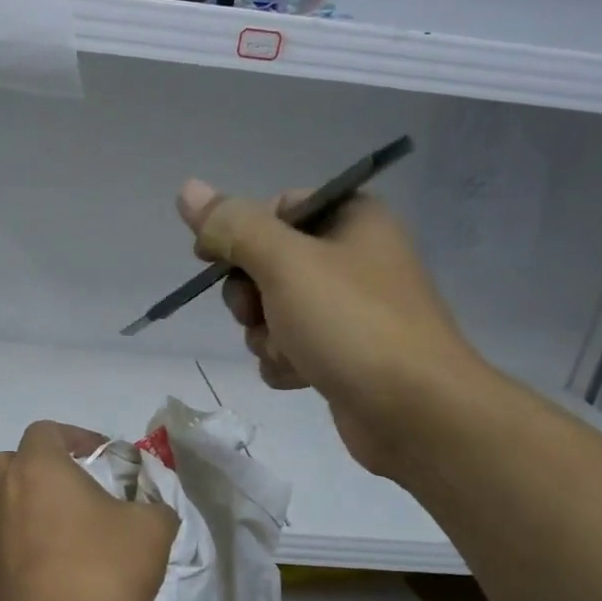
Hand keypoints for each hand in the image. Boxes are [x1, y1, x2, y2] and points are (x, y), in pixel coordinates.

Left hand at [0, 421, 176, 600]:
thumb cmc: (101, 571)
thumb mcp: (151, 531)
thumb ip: (155, 506)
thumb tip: (152, 508)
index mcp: (37, 469)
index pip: (46, 431)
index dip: (77, 437)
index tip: (105, 458)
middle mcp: (3, 494)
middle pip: (14, 462)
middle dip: (44, 468)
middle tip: (80, 488)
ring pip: (6, 503)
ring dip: (34, 507)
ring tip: (72, 531)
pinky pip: (6, 542)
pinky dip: (27, 543)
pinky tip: (59, 568)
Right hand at [176, 180, 490, 475]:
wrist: (414, 411)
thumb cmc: (351, 323)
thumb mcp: (285, 263)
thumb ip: (233, 227)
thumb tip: (187, 189)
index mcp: (351, 219)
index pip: (276, 208)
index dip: (239, 233)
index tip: (211, 259)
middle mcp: (352, 258)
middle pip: (267, 264)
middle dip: (251, 296)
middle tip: (260, 312)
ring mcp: (348, 310)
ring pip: (272, 311)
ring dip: (266, 335)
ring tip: (290, 351)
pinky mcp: (343, 353)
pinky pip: (290, 346)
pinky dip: (285, 361)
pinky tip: (301, 375)